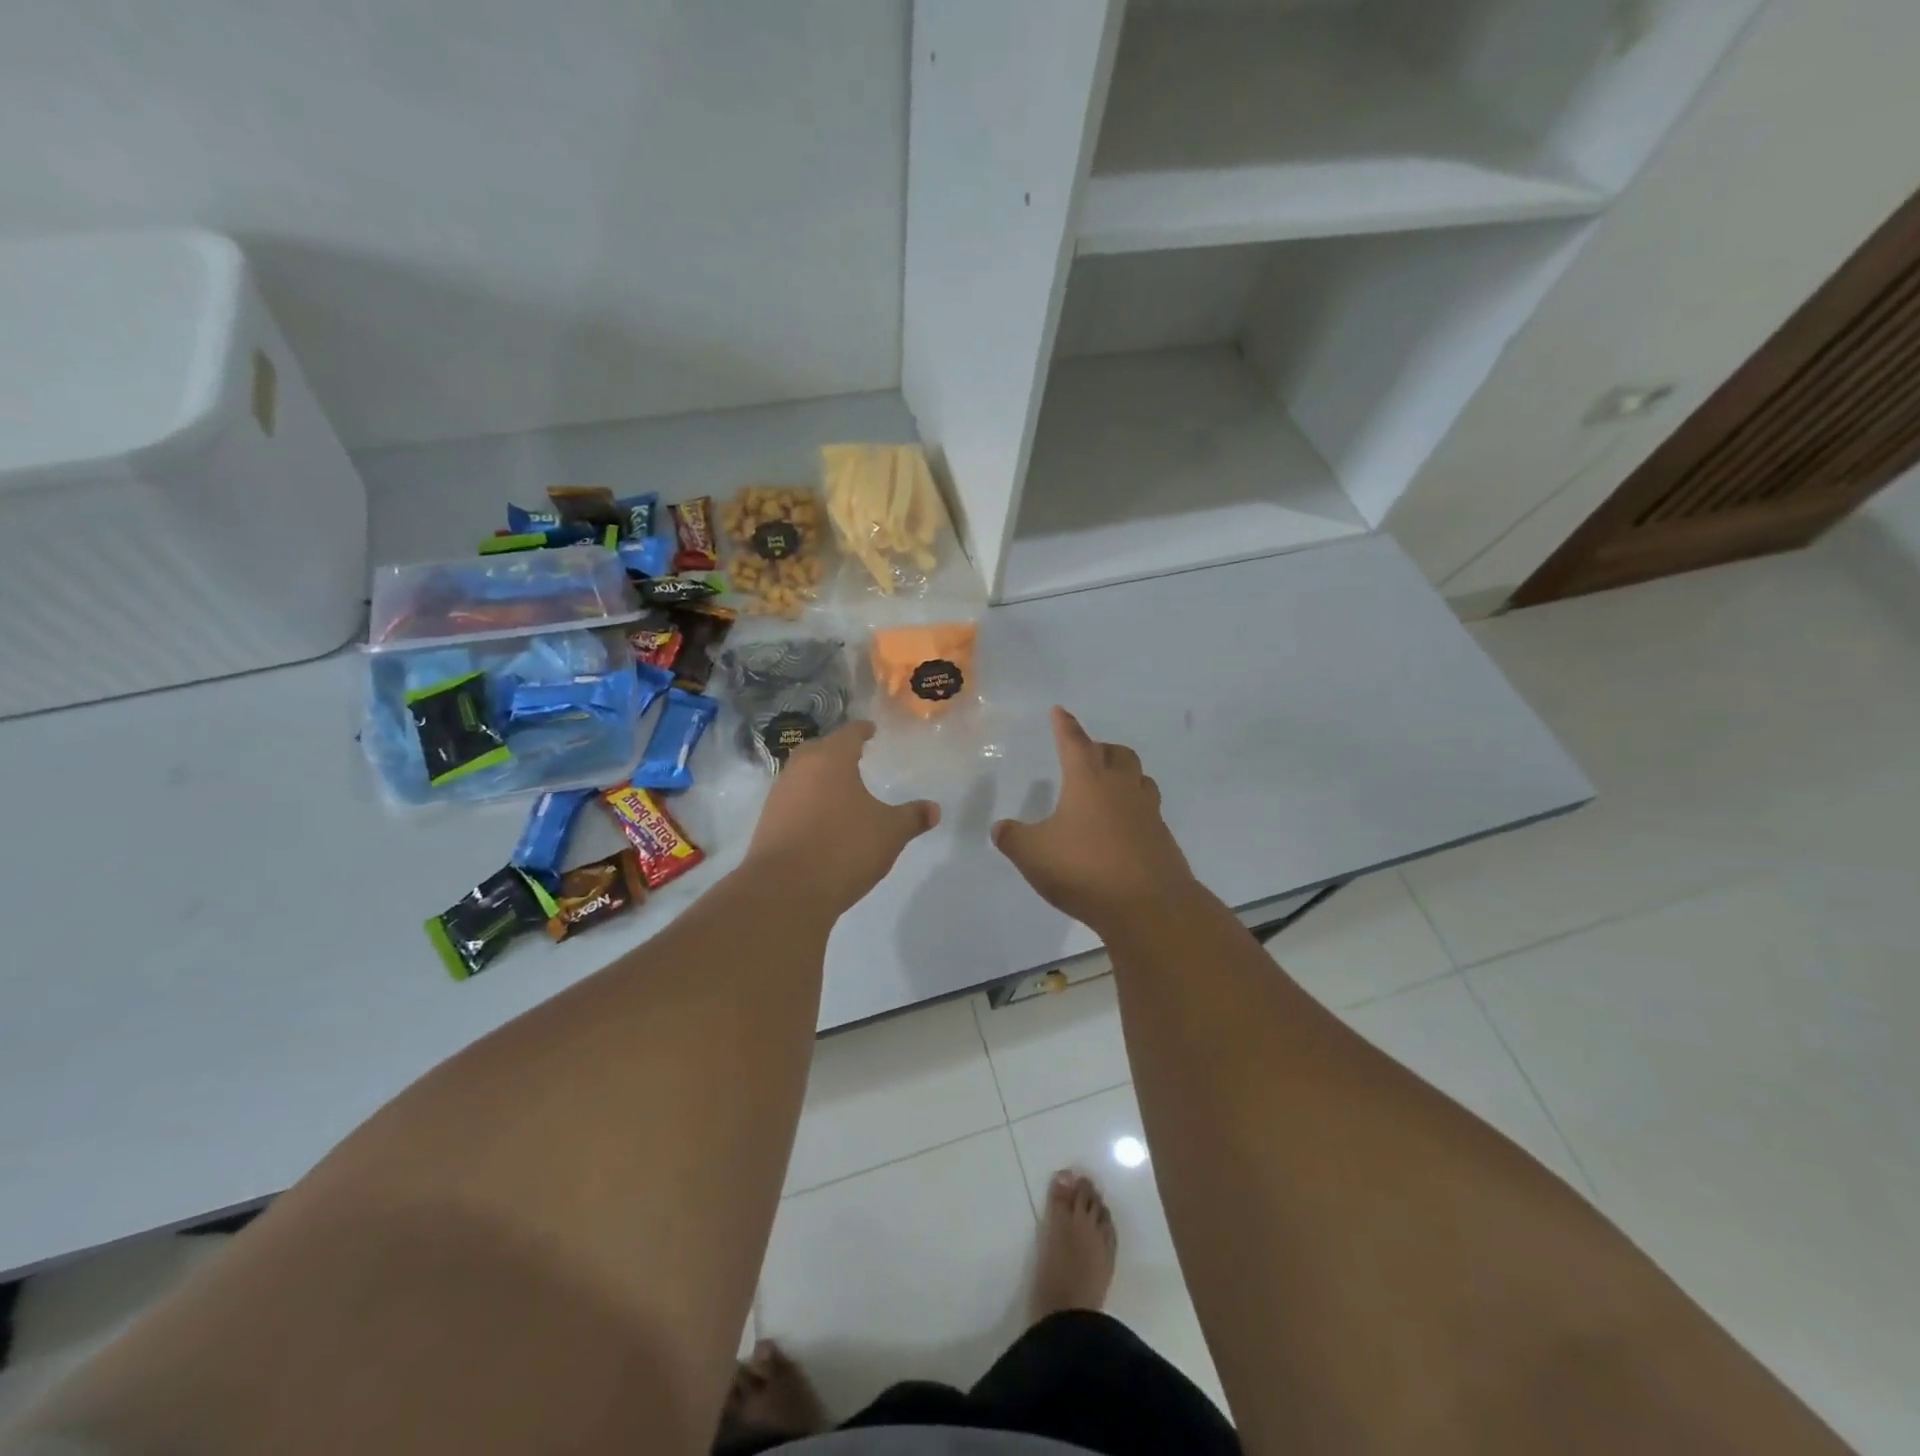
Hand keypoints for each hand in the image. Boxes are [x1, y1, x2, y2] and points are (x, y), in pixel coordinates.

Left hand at [744, 720, 938, 913]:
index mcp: (831, 759)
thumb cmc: (844, 848)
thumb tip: (934, 809)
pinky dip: (808, 801)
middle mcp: (800, 769)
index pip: (849, 734)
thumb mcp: (890, 833)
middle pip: (820, 749)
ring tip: (840, 789)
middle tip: (856, 758)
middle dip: (837, 751)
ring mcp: (779, 795)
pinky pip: (792, 800)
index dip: (862, 731)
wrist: (785, 890)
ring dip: (819, 777)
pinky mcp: (767, 822)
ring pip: (802, 774)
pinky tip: (821, 818)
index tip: (871, 731)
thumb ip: (912, 817)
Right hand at [992, 707, 1194, 931]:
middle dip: (1100, 749)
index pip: (1074, 741)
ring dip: (1123, 775)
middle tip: (1085, 756)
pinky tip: (1120, 830)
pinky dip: (1133, 810)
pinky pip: (1148, 810)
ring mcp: (1147, 811)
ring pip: (1139, 778)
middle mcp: (1121, 787)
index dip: (1064, 725)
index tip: (1060, 711)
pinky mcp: (1161, 838)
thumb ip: (1013, 838)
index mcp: (1088, 780)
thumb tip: (1000, 828)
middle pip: (1116, 753)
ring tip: (1108, 789)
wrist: (1148, 906)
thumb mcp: (1033, 855)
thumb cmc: (1084, 869)